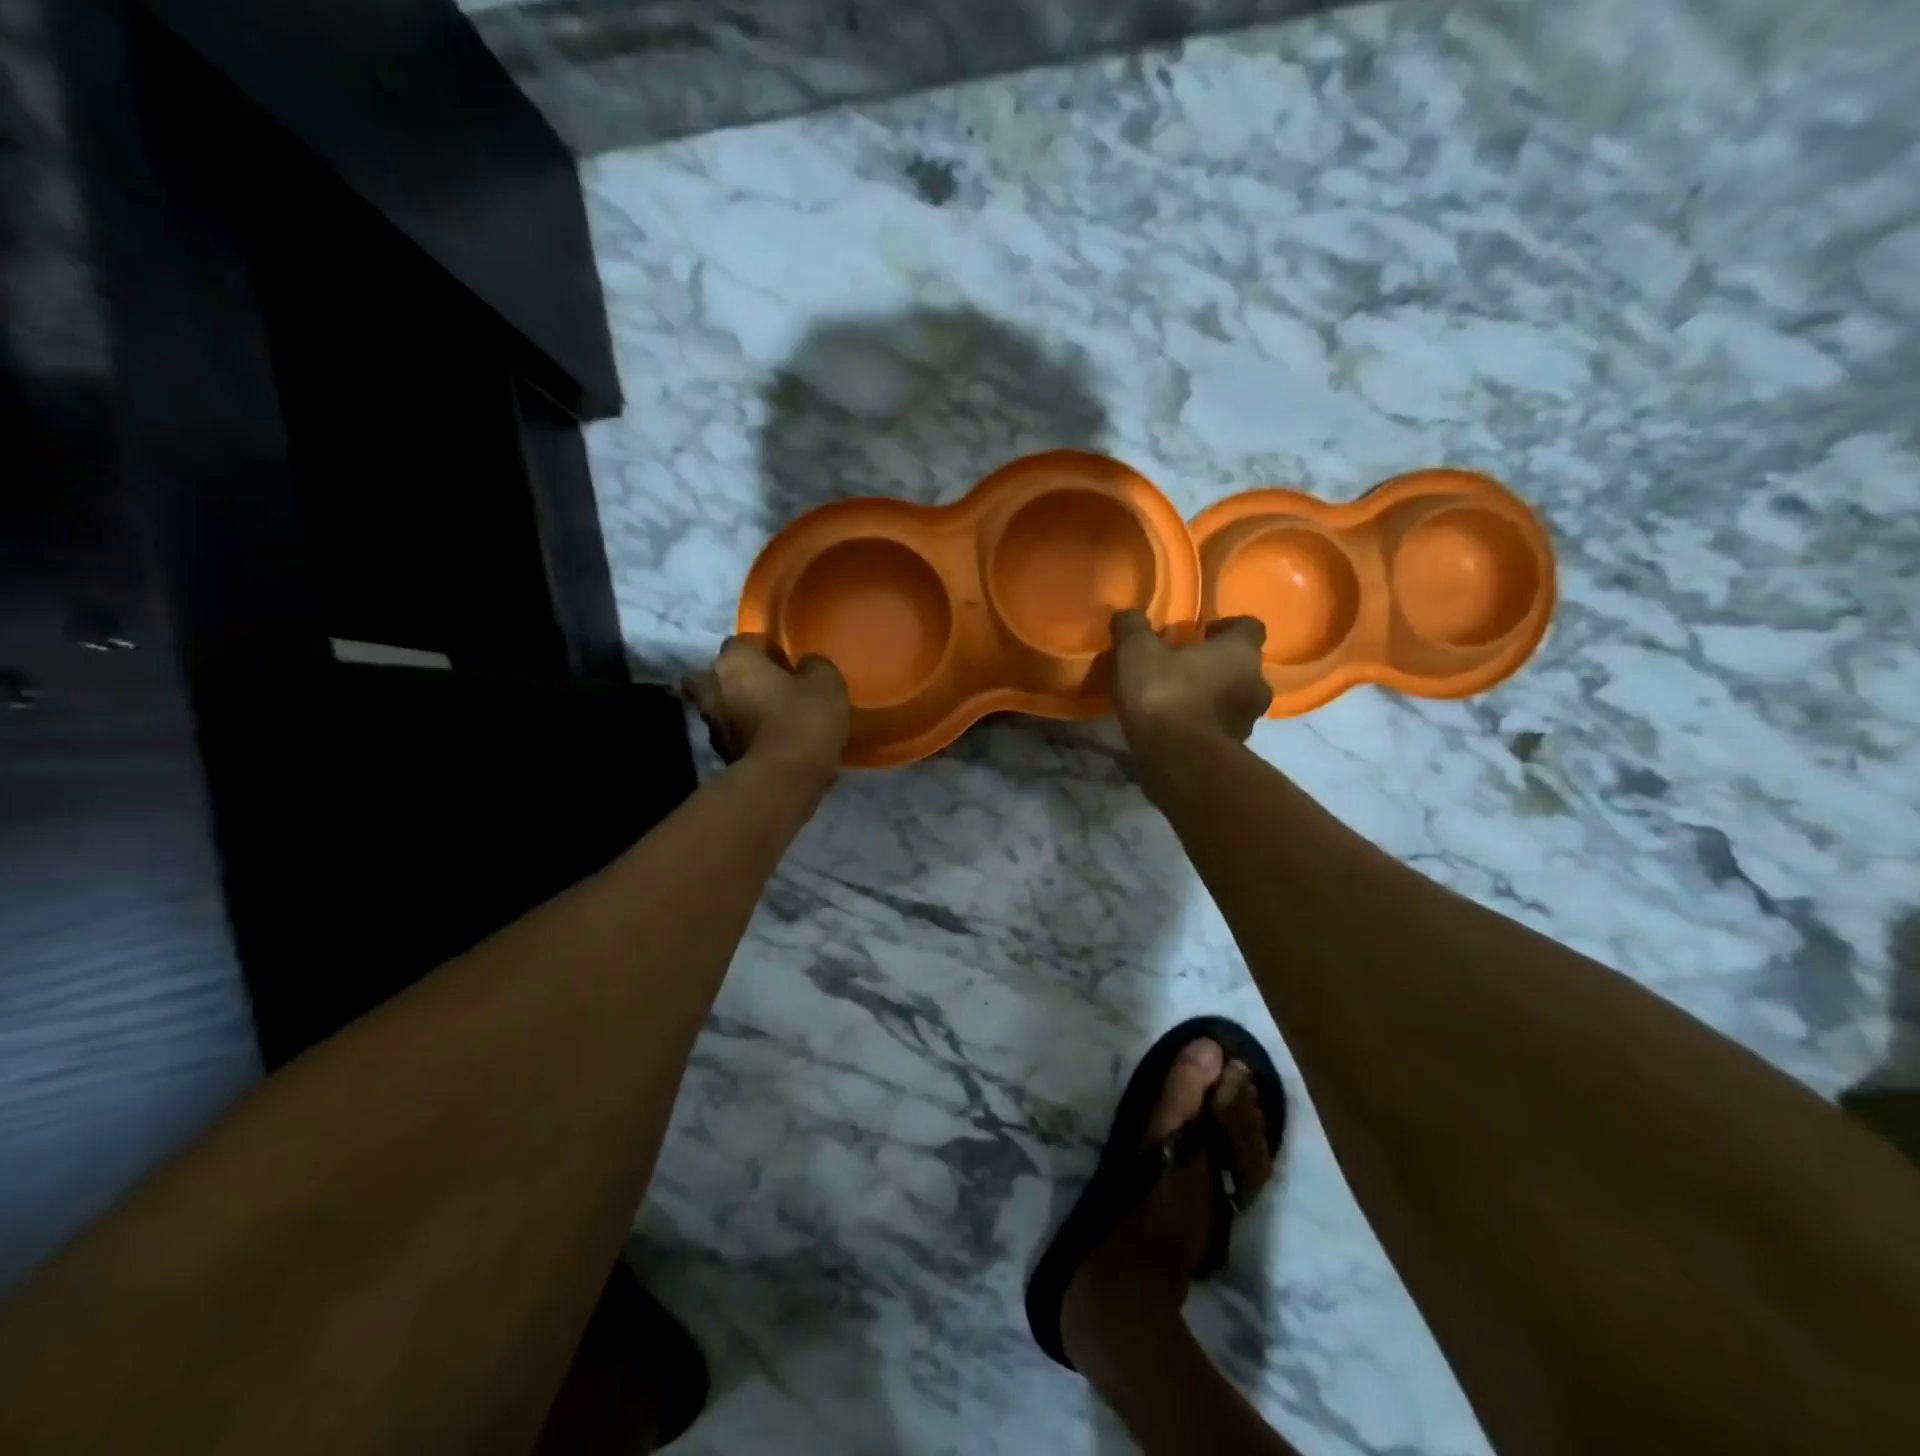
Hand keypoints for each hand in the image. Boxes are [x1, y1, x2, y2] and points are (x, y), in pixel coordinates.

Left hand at [683, 637, 850, 780]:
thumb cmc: (803, 718)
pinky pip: (732, 733)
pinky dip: (744, 734)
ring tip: (770, 717)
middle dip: (739, 678)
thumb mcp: (827, 682)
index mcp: (734, 660)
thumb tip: (806, 666)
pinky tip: (770, 741)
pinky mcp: (720, 753)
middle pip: (720, 673)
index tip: (789, 666)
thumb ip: (814, 665)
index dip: (768, 651)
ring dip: (739, 707)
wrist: (784, 779)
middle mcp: (712, 686)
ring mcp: (711, 723)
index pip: (745, 642)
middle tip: (769, 688)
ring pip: (722, 705)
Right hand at [1110, 610, 1270, 750]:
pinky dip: (1205, 725)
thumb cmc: (1166, 695)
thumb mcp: (1137, 653)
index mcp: (1241, 651)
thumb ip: (1133, 628)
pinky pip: (1222, 728)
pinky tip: (1178, 728)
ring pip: (1234, 699)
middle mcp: (1257, 683)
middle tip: (1185, 667)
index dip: (1226, 627)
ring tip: (1180, 700)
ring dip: (1213, 697)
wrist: (1179, 761)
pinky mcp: (1235, 750)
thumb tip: (1127, 614)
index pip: (1250, 626)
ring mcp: (1249, 721)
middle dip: (1218, 666)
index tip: (1200, 633)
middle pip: (1243, 666)